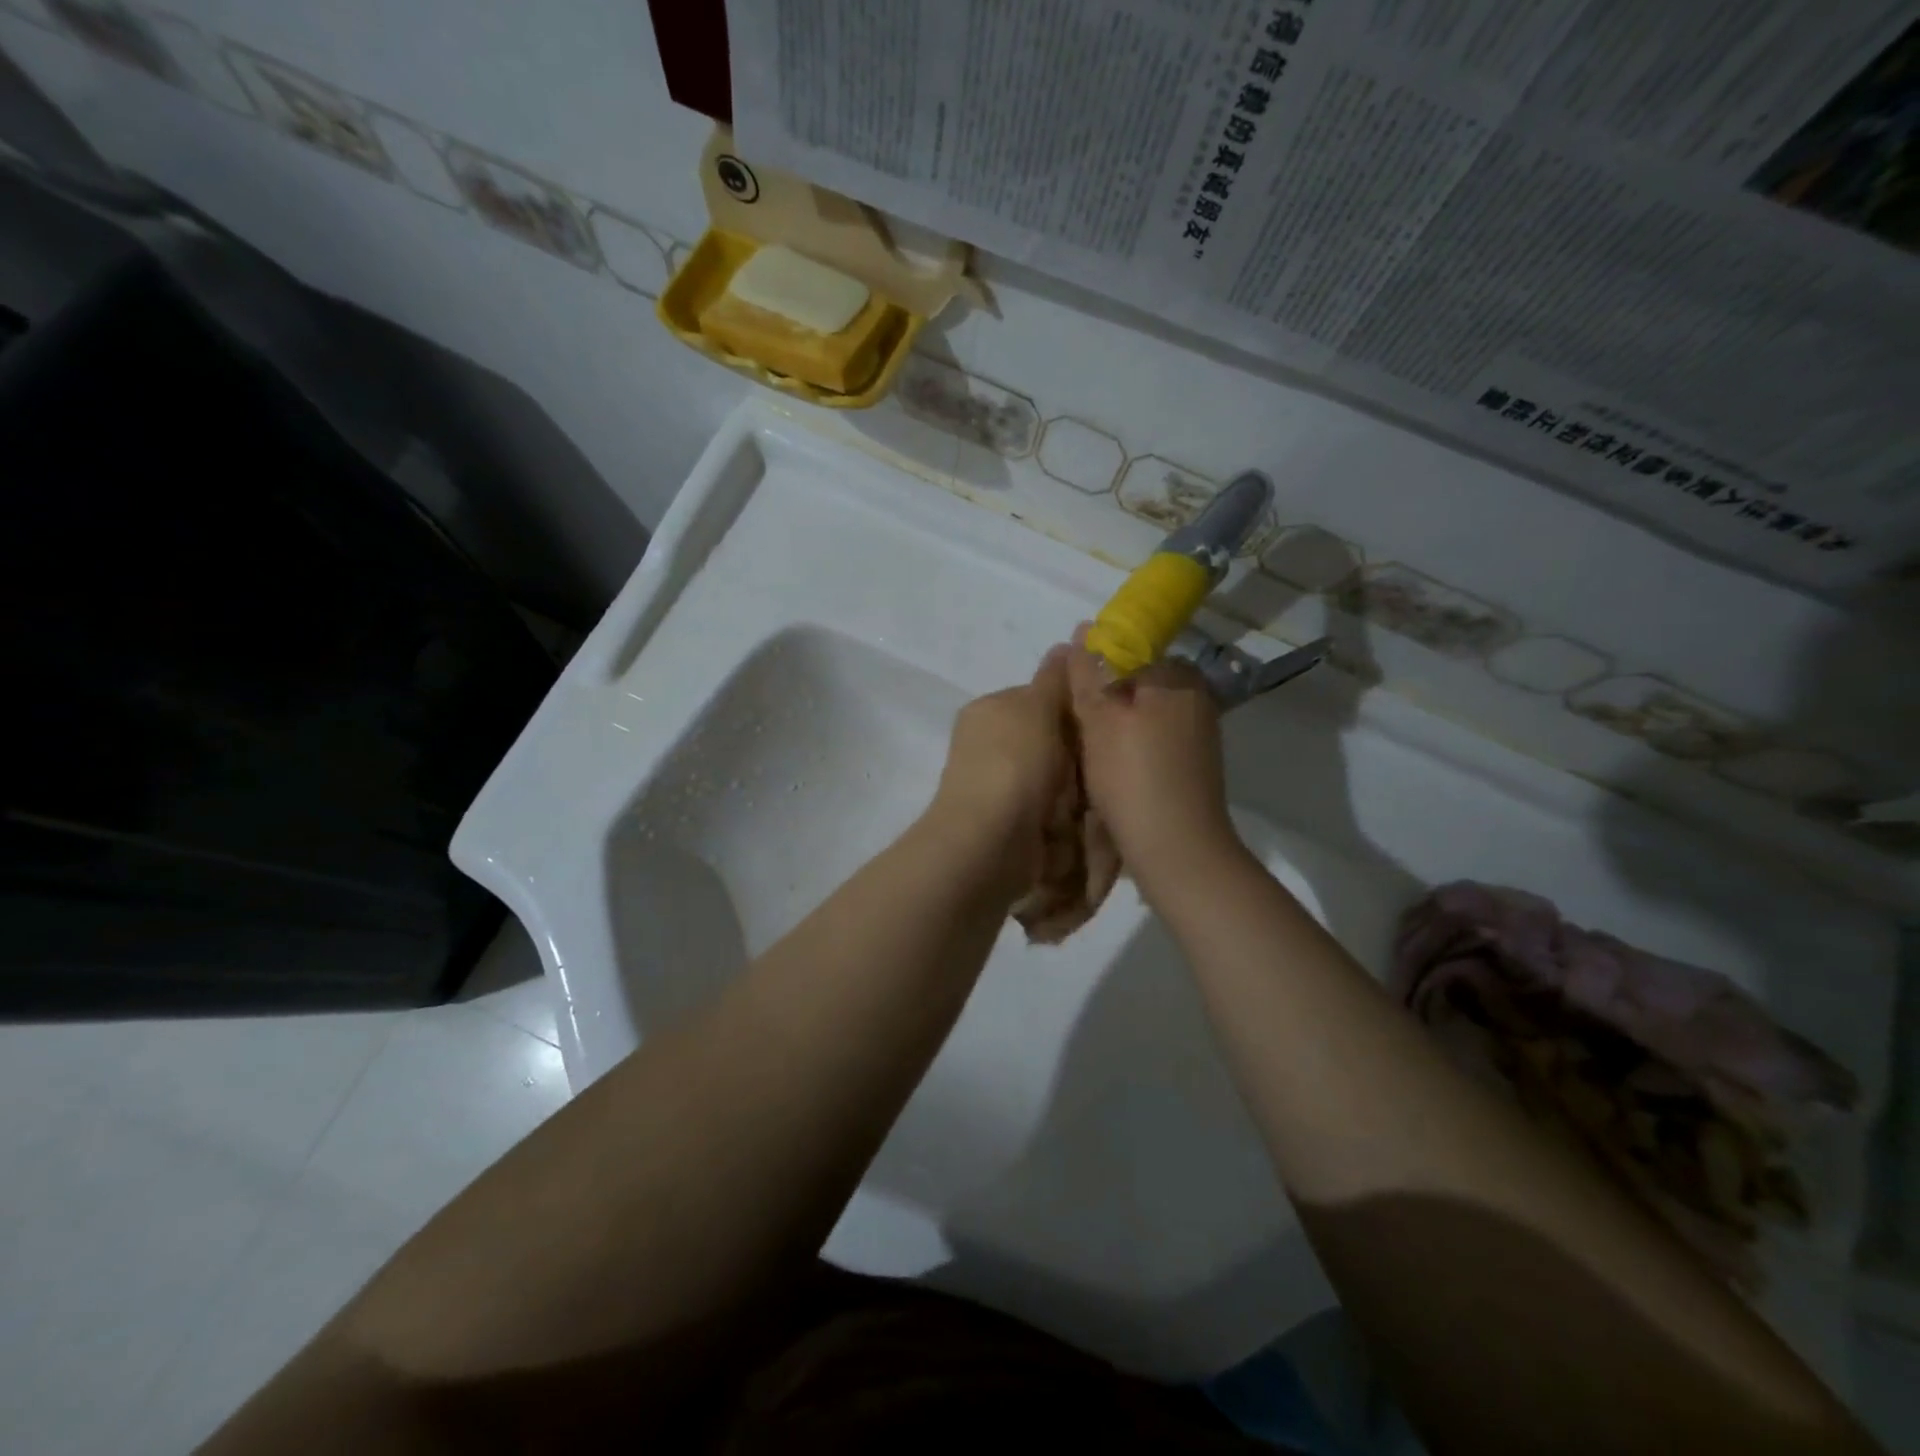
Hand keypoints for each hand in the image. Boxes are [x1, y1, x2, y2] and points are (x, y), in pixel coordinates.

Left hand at [926, 646, 1074, 893]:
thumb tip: (1069, 641)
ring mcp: (1000, 789)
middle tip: (1098, 763)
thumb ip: (1055, 678)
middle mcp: (990, 747)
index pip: (1041, 698)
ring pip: (1057, 781)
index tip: (1100, 721)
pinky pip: (1053, 814)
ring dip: (1076, 791)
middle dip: (1077, 755)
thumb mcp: (1037, 707)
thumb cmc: (1014, 765)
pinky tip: (1078, 825)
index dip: (1074, 709)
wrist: (989, 843)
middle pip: (1053, 743)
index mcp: (990, 712)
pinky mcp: (1012, 826)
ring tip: (1090, 798)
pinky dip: (1068, 821)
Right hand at [1065, 633, 1240, 890]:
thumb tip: (1083, 629)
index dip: (1093, 667)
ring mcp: (1199, 730)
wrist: (1177, 849)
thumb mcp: (1099, 720)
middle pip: (1136, 680)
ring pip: (1144, 710)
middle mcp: (1195, 694)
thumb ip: (1088, 673)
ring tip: (1089, 750)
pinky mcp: (1195, 761)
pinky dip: (1133, 745)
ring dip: (1117, 724)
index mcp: (1175, 675)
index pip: (1127, 647)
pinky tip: (1114, 769)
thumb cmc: (1132, 777)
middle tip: (1075, 725)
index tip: (1070, 694)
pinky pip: (1155, 736)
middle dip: (1105, 697)